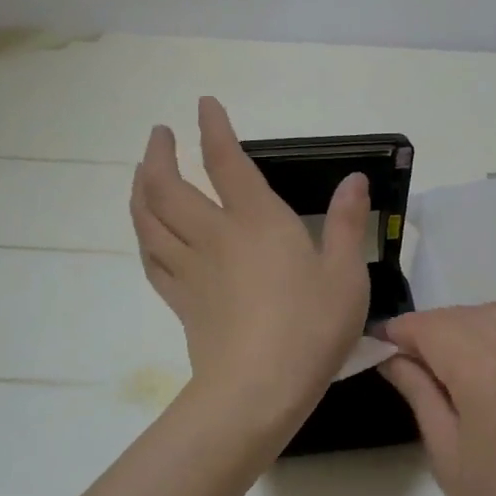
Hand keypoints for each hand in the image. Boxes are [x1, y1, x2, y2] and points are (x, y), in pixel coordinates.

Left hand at [131, 97, 370, 437]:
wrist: (257, 390)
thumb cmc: (310, 328)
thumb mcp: (346, 275)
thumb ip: (349, 223)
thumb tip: (354, 179)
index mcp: (257, 221)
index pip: (226, 161)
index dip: (213, 128)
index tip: (204, 105)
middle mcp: (215, 235)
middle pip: (168, 186)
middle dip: (159, 153)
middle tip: (159, 134)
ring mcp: (191, 269)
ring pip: (150, 219)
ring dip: (141, 188)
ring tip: (142, 172)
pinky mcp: (181, 301)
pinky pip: (152, 259)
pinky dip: (144, 236)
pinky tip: (147, 232)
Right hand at [378, 304, 495, 495]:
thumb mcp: (447, 453)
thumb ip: (419, 393)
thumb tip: (392, 358)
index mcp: (488, 370)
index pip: (434, 327)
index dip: (401, 331)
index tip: (377, 345)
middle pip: (465, 315)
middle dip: (429, 327)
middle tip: (403, 357)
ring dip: (461, 326)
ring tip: (438, 360)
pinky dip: (492, 336)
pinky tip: (478, 368)